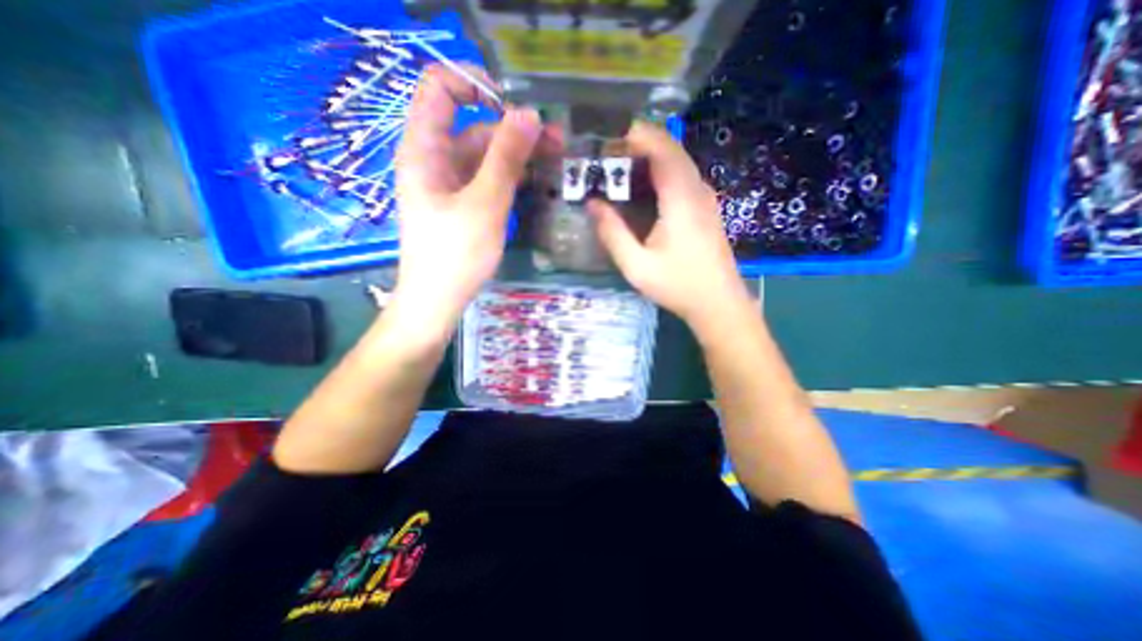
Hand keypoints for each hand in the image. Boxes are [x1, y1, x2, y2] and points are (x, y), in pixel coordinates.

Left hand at [393, 65, 547, 340]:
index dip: (475, 83)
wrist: (438, 300)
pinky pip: (487, 179)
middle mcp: (435, 159)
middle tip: (558, 142)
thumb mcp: (485, 203)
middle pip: (474, 127)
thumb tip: (529, 114)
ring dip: (518, 155)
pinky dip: (510, 176)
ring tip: (556, 161)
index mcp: (425, 148)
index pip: (440, 88)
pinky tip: (536, 182)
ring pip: (485, 156)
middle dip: (515, 130)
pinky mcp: (462, 204)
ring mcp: (449, 184)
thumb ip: (506, 157)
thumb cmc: (455, 254)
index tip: (516, 105)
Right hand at [583, 120, 754, 328]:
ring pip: (678, 162)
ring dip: (650, 158)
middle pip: (671, 150)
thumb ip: (613, 233)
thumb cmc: (677, 285)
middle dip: (639, 144)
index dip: (637, 135)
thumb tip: (593, 204)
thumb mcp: (637, 265)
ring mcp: (705, 198)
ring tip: (621, 168)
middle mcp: (697, 190)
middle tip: (608, 154)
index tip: (609, 137)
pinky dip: (661, 173)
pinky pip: (683, 178)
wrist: (718, 303)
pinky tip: (644, 189)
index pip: (663, 149)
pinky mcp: (706, 208)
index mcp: (681, 199)